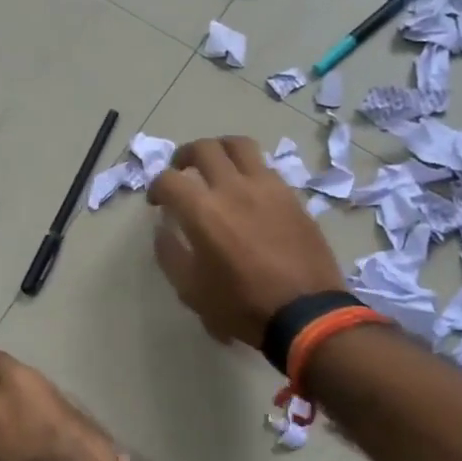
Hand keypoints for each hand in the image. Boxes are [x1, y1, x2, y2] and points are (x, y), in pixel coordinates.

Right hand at [147, 135, 347, 346]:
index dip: (156, 187)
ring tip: (216, 166)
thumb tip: (164, 228)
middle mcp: (233, 188)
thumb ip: (169, 253)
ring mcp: (267, 187)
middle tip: (181, 172)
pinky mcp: (291, 195)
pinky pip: (265, 167)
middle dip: (184, 156)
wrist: (305, 314)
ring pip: (239, 145)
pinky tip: (247, 189)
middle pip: (204, 148)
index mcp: (203, 211)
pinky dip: (248, 169)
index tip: (157, 201)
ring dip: (220, 150)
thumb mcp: (190, 290)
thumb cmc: (241, 306)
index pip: (169, 180)